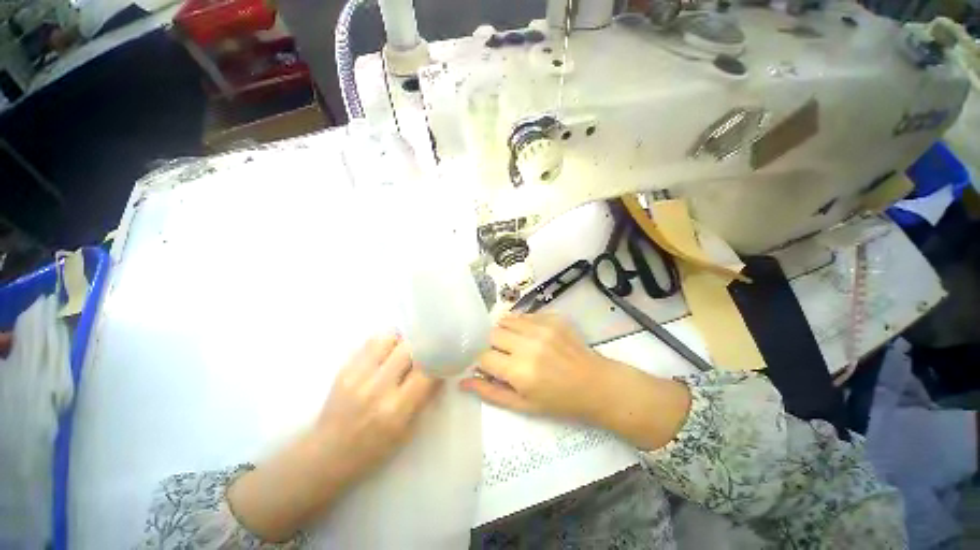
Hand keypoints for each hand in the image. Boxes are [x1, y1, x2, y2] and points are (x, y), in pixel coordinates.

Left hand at [316, 334, 442, 484]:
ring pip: (388, 338)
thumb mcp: (407, 431)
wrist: (326, 455)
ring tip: (403, 351)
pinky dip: (384, 343)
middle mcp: (377, 389)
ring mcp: (357, 376)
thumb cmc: (373, 450)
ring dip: (401, 341)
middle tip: (425, 350)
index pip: (427, 370)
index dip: (439, 358)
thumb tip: (441, 370)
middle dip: (421, 346)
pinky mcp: (343, 369)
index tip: (445, 354)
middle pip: (408, 348)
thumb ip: (426, 397)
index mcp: (396, 410)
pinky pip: (370, 342)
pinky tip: (386, 354)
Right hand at [461, 313, 690, 450]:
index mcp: (520, 371)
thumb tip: (462, 381)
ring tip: (516, 344)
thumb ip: (490, 392)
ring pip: (506, 319)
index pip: (483, 356)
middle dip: (493, 345)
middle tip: (505, 356)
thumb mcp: (523, 405)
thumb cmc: (559, 401)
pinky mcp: (553, 317)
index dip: (483, 362)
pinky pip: (525, 315)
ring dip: (505, 332)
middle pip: (492, 333)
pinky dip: (521, 324)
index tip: (491, 367)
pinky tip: (532, 337)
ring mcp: (542, 327)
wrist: (596, 384)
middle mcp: (529, 344)